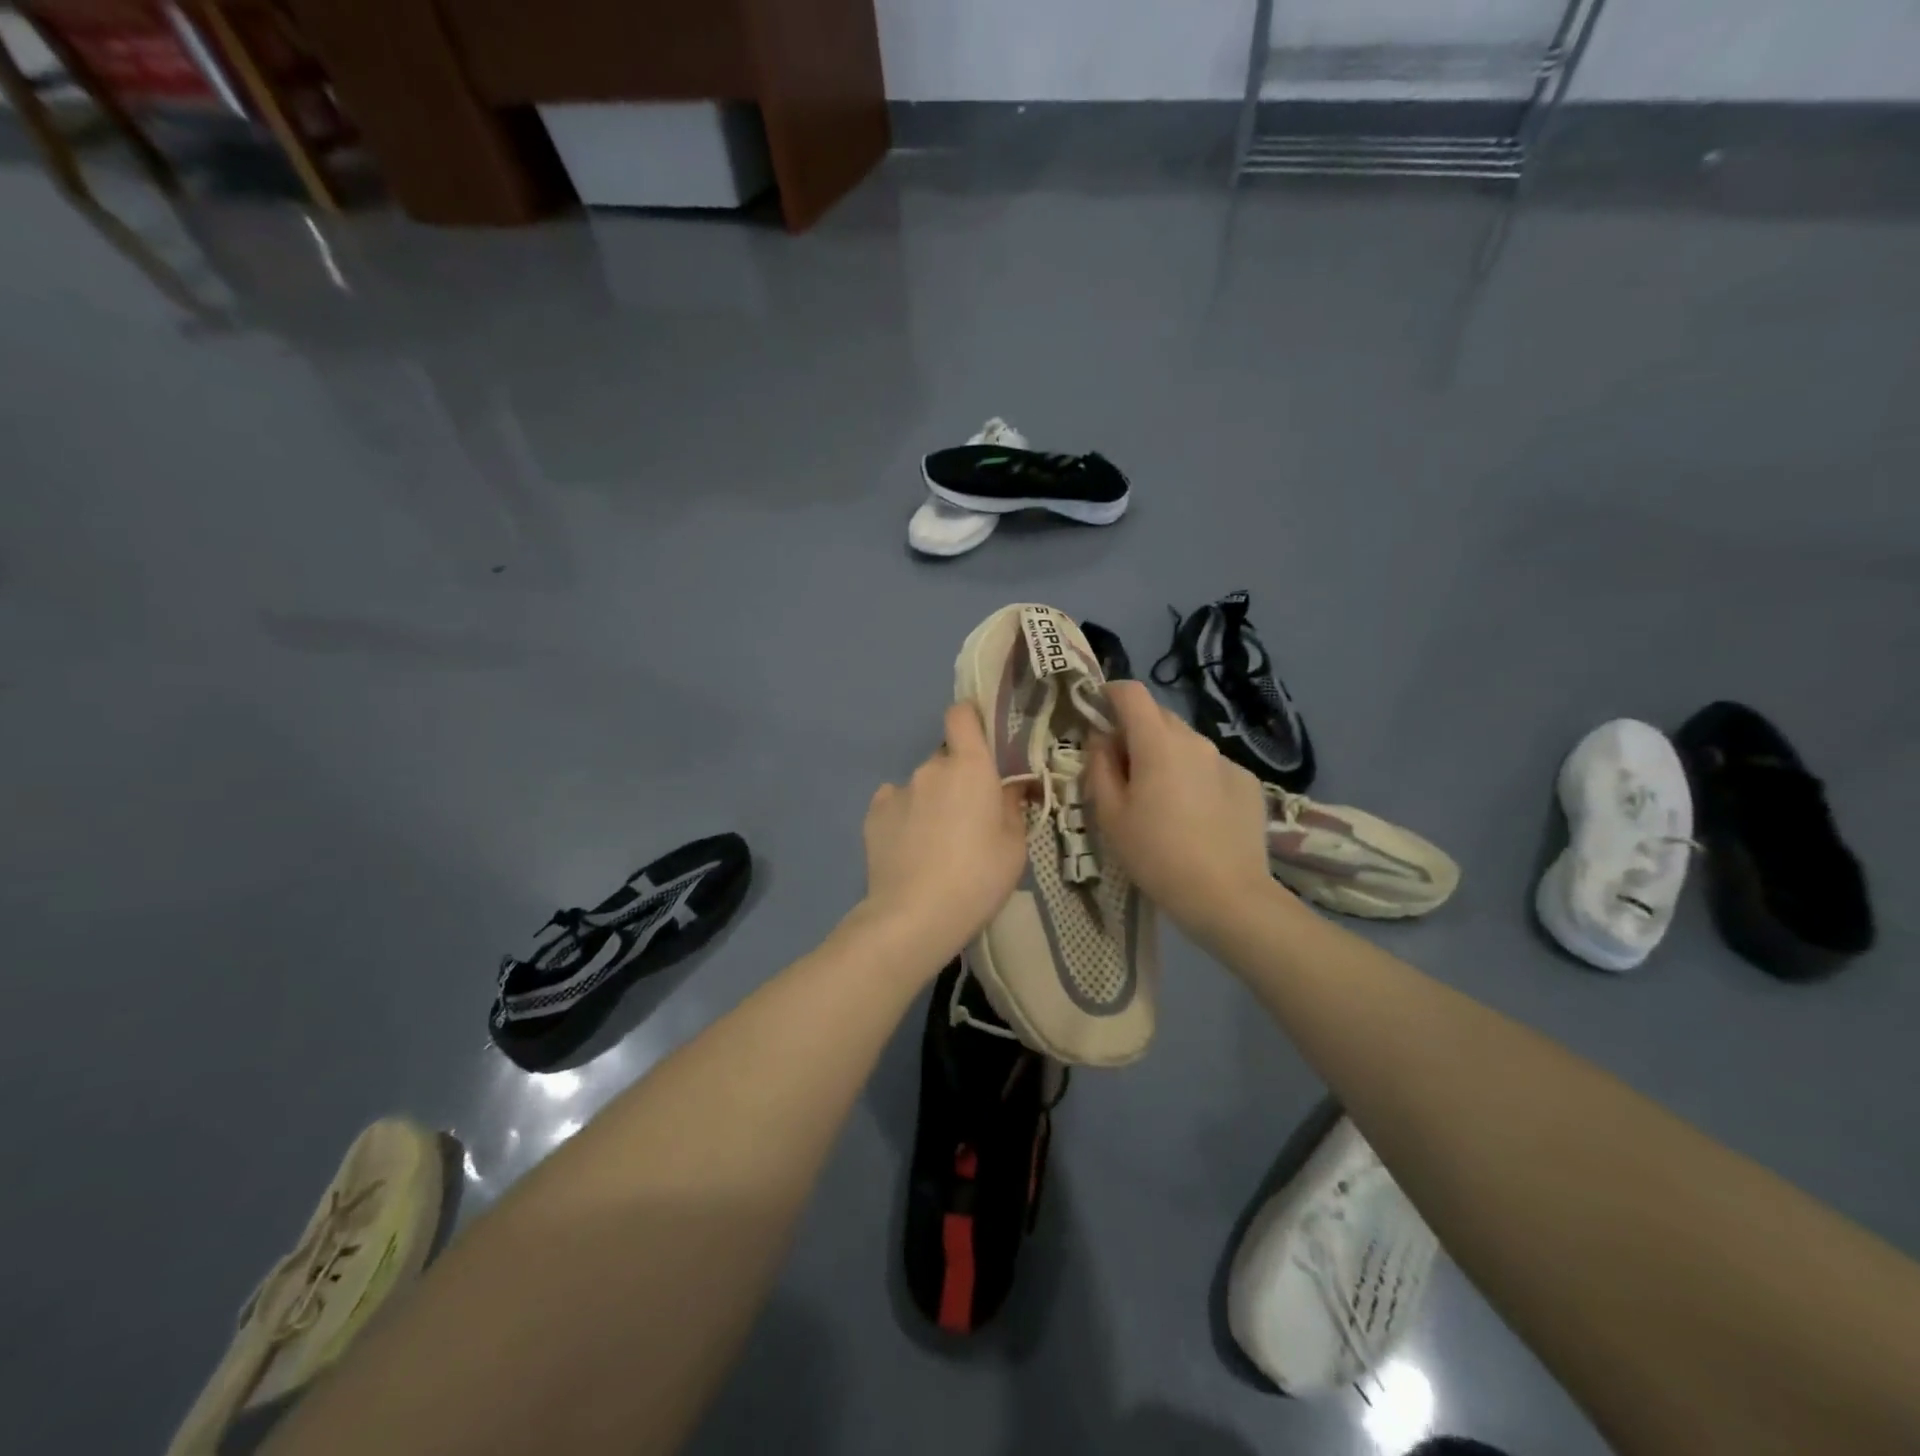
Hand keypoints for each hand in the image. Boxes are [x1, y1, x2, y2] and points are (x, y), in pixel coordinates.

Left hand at [860, 703, 1030, 967]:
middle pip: (946, 758)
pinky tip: (911, 847)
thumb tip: (1012, 786)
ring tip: (937, 842)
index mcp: (969, 766)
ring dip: (932, 800)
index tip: (982, 742)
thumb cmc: (978, 877)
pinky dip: (906, 816)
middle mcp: (930, 768)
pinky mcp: (873, 814)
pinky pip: (896, 803)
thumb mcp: (1015, 845)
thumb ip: (1014, 806)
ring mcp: (897, 789)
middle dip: (958, 777)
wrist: (914, 916)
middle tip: (970, 816)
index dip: (970, 719)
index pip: (962, 714)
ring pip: (922, 784)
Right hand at [1086, 680, 1275, 930]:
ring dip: (1166, 755)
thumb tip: (1101, 739)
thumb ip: (1099, 767)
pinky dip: (1194, 777)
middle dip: (1135, 731)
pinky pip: (1210, 766)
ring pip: (1185, 743)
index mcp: (1158, 743)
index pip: (1131, 692)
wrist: (1227, 896)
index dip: (1109, 695)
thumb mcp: (1111, 815)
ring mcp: (1226, 760)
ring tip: (1161, 799)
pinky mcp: (1248, 782)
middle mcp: (1195, 740)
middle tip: (1123, 771)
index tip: (1096, 716)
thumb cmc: (1156, 856)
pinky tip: (1195, 816)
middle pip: (1158, 716)